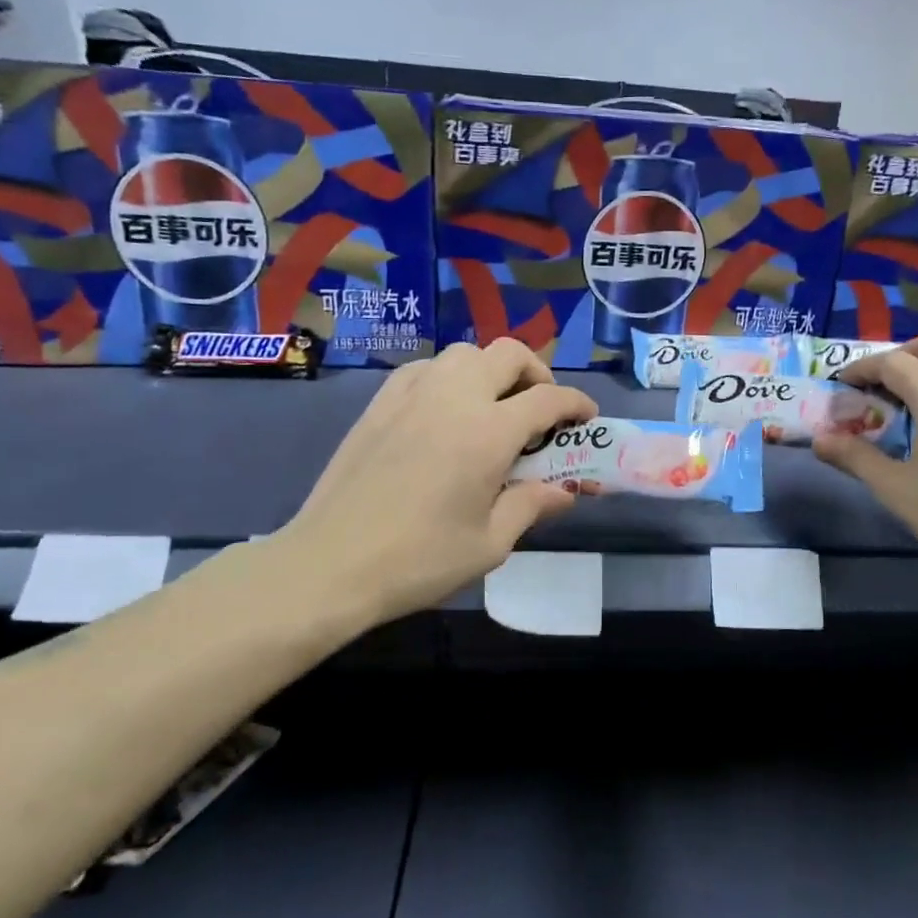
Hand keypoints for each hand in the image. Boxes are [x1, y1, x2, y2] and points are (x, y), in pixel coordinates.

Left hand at [274, 340, 596, 627]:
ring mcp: (412, 395)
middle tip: (541, 408)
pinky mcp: (380, 403)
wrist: (331, 564)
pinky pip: (426, 368)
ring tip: (494, 406)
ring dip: (492, 370)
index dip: (576, 404)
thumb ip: (532, 506)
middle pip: (509, 355)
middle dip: (537, 374)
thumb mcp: (490, 543)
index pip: (548, 398)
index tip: (587, 418)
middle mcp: (454, 398)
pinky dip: (449, 376)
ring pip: (465, 353)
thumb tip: (565, 492)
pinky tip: (446, 409)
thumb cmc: (419, 560)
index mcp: (489, 432)